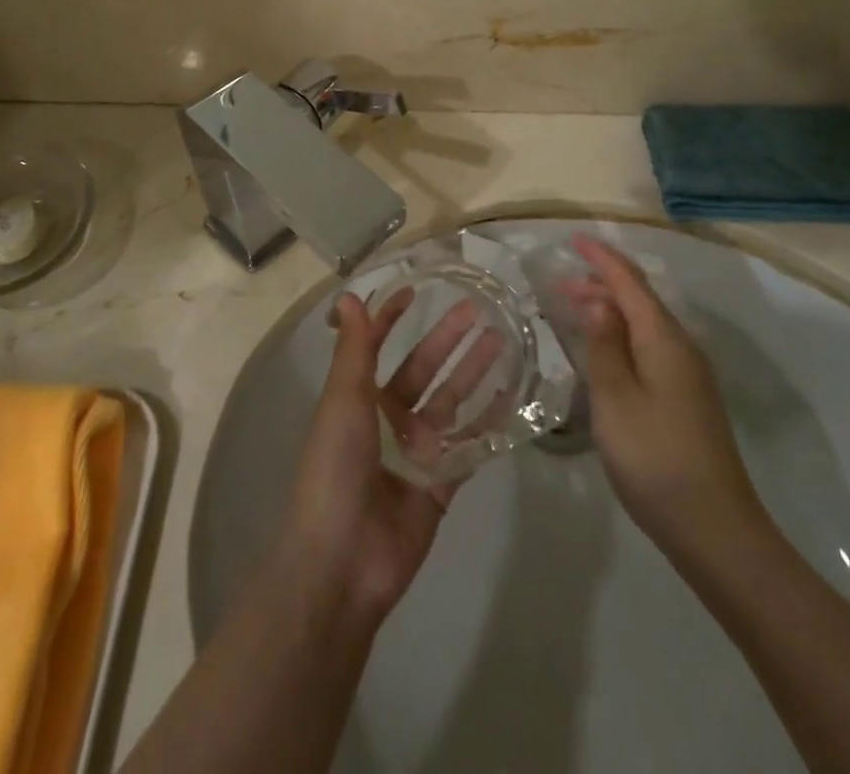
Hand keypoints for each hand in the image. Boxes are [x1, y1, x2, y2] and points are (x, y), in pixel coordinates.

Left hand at [276, 291, 483, 627]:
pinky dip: (490, 423)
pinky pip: (470, 446)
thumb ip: (355, 349)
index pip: (378, 346)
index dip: (392, 318)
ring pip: (452, 402)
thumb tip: (349, 295)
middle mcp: (388, 419)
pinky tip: (514, 397)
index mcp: (359, 397)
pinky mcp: (441, 484)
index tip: (416, 290)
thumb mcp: (343, 400)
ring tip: (503, 341)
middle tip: (479, 309)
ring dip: (474, 372)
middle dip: (448, 339)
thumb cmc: (335, 466)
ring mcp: (416, 451)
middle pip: (424, 369)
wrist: (342, 559)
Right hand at [553, 235, 770, 582]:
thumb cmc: (655, 458)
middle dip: (600, 284)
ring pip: (644, 324)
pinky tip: (603, 353)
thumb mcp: (615, 399)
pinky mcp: (687, 398)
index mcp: (664, 340)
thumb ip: (603, 344)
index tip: (573, 239)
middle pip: (638, 300)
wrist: (715, 530)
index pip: (629, 283)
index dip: (601, 258)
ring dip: (609, 310)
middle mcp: (681, 347)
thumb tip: (599, 300)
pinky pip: (649, 347)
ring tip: (572, 311)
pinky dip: (620, 335)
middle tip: (557, 286)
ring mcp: (688, 374)